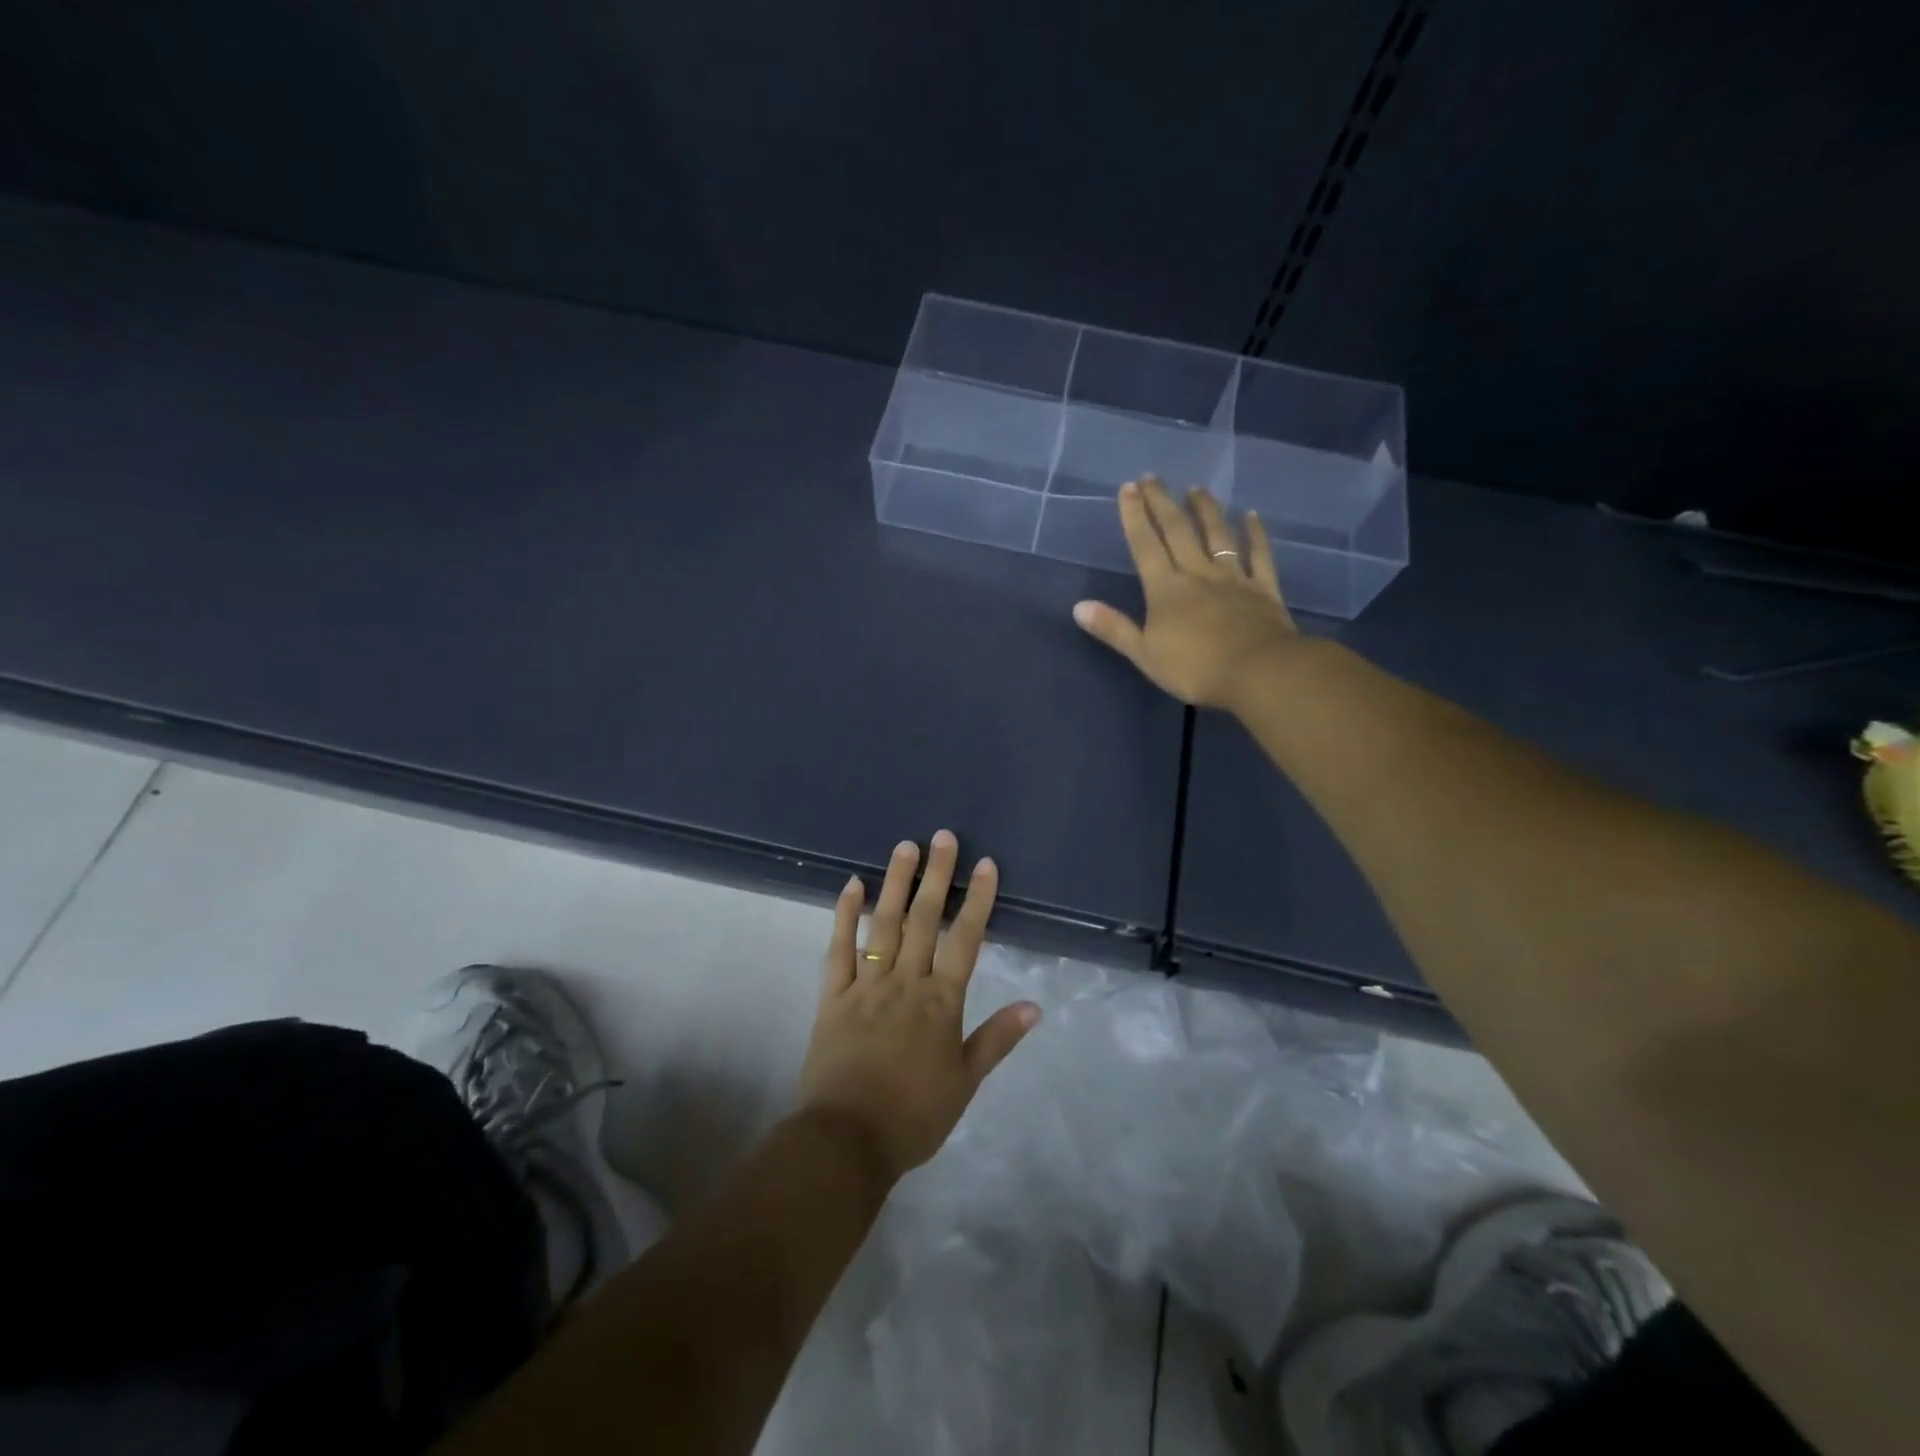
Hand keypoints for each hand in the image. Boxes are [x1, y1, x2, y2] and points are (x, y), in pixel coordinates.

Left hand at [799, 831, 1039, 1184]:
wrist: (847, 1141)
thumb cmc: (914, 1116)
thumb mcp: (965, 1083)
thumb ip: (997, 1040)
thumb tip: (1034, 1007)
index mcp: (941, 1002)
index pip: (965, 939)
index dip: (977, 900)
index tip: (986, 865)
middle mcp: (906, 982)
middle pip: (924, 920)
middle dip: (936, 876)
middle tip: (943, 837)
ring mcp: (866, 985)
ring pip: (884, 924)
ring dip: (895, 883)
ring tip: (904, 847)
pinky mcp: (833, 996)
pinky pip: (838, 949)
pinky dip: (844, 915)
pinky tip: (852, 885)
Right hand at [1072, 476, 1297, 711]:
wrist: (1257, 672)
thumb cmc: (1195, 668)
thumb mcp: (1144, 654)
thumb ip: (1114, 628)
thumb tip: (1078, 607)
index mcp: (1166, 590)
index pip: (1145, 546)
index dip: (1135, 517)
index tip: (1128, 488)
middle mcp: (1198, 574)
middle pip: (1178, 532)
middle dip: (1162, 503)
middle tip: (1153, 477)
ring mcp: (1233, 578)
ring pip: (1218, 536)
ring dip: (1206, 510)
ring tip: (1197, 488)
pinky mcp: (1263, 589)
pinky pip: (1259, 555)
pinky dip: (1255, 534)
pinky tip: (1252, 516)